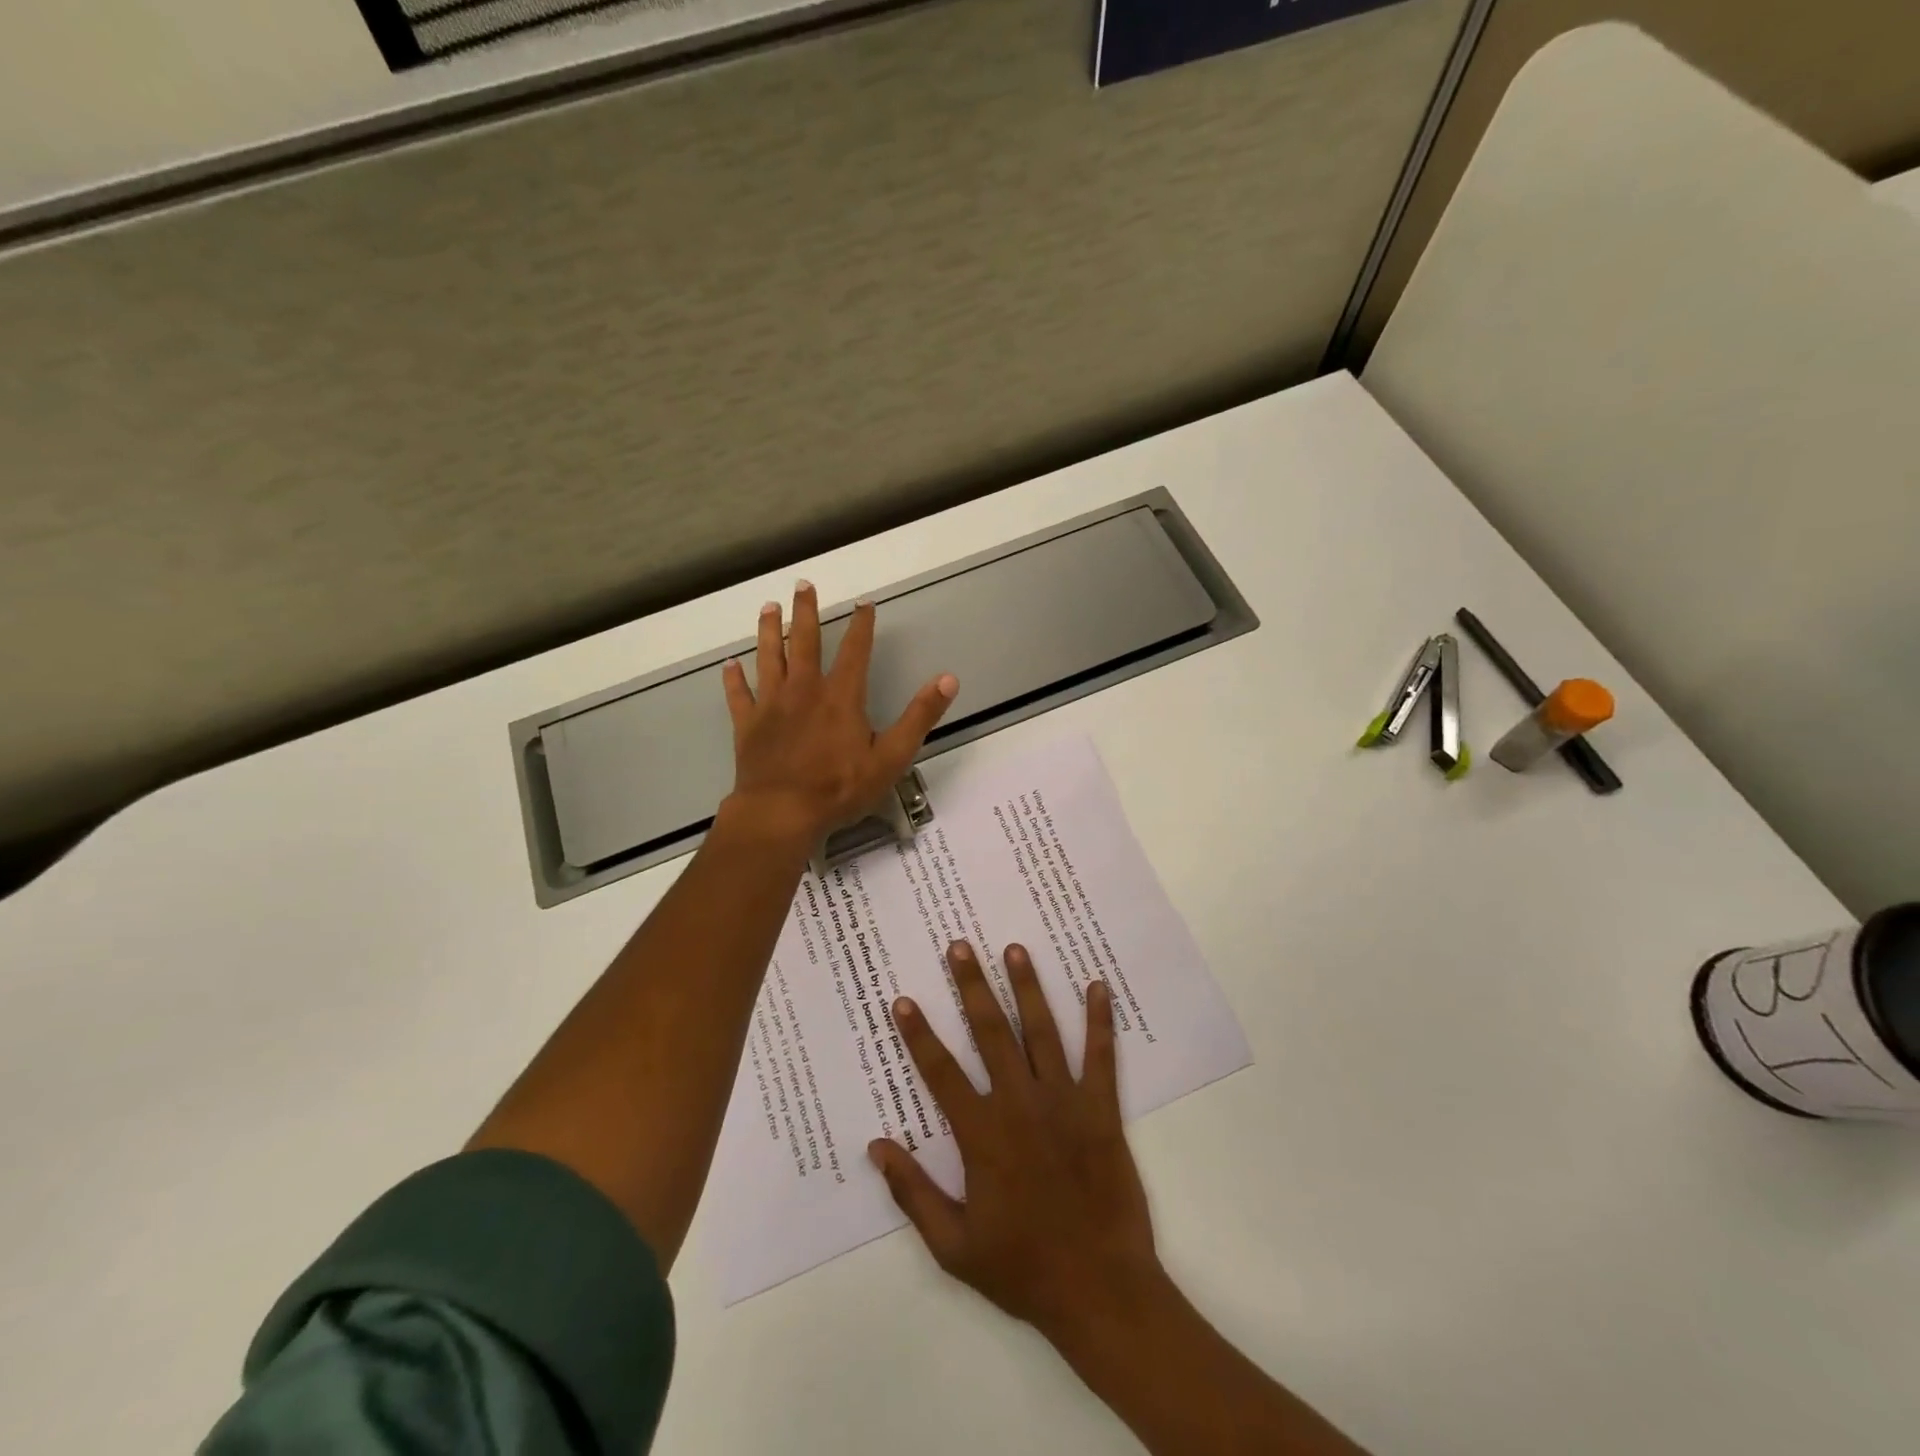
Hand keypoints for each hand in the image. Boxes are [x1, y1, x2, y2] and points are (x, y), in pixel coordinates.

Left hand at [721, 581, 957, 844]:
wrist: (782, 813)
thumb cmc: (839, 788)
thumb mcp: (892, 756)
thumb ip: (919, 716)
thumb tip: (948, 679)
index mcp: (840, 696)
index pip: (855, 650)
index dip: (861, 625)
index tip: (864, 604)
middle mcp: (804, 690)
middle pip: (803, 641)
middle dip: (805, 612)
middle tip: (802, 585)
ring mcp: (771, 705)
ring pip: (768, 658)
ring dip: (768, 631)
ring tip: (767, 608)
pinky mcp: (747, 725)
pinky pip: (739, 695)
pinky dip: (734, 679)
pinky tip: (730, 665)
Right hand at [869, 941, 1163, 1348]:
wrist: (1100, 1291)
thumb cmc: (1022, 1269)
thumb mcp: (953, 1246)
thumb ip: (913, 1193)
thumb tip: (877, 1146)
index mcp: (982, 1135)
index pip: (941, 1072)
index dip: (919, 1035)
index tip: (903, 1000)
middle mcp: (1020, 1104)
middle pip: (990, 1033)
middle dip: (972, 986)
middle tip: (960, 946)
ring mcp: (1064, 1102)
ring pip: (1041, 1031)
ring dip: (1027, 987)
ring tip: (1015, 949)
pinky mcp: (1101, 1110)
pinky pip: (1100, 1056)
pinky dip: (1099, 1021)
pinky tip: (1097, 986)